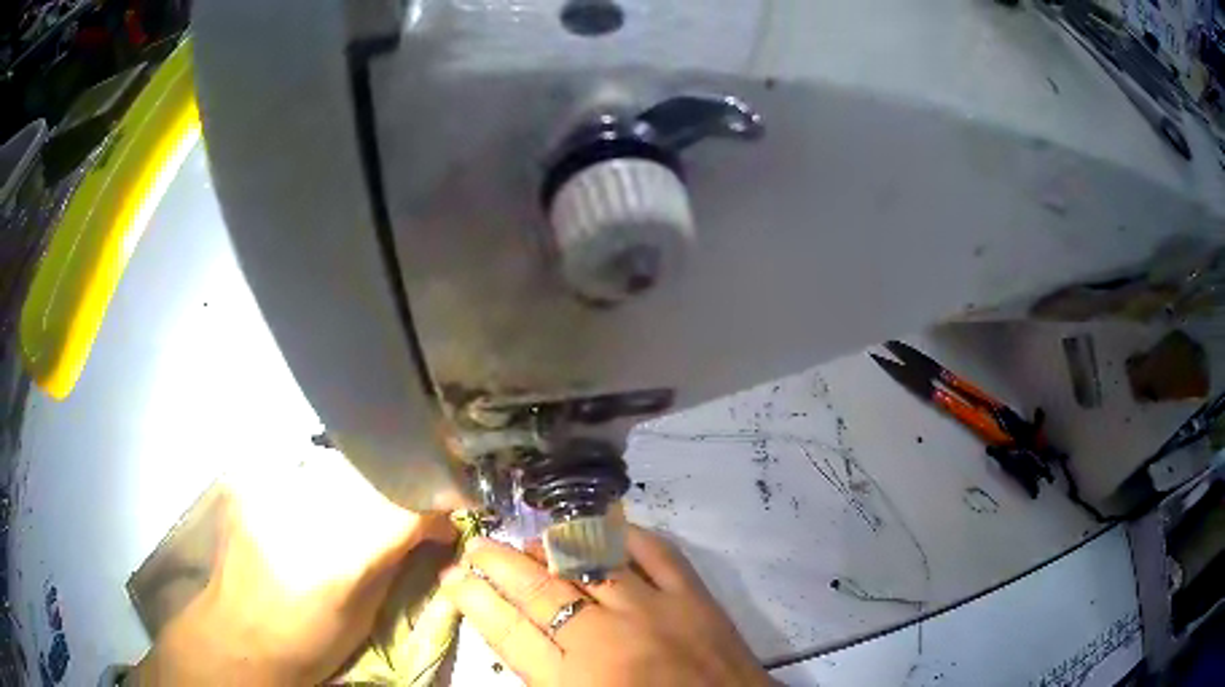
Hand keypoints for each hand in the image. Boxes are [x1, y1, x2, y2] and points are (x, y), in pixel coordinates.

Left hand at [134, 453, 453, 684]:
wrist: (239, 636)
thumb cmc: (309, 642)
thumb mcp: (366, 614)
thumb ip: (397, 558)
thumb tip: (436, 524)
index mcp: (333, 559)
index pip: (402, 506)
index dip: (437, 503)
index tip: (456, 508)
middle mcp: (298, 512)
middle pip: (372, 475)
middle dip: (405, 485)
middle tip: (422, 501)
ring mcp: (267, 489)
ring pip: (340, 464)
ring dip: (367, 482)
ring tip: (371, 503)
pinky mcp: (249, 480)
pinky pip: (305, 468)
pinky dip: (328, 482)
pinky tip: (325, 504)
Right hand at [441, 525, 768, 686]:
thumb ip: (544, 675)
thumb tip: (513, 630)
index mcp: (575, 682)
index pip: (508, 631)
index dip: (474, 599)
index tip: (452, 577)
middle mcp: (606, 640)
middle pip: (538, 591)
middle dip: (498, 564)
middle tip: (475, 545)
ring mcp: (654, 612)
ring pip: (587, 563)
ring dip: (550, 546)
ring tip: (525, 541)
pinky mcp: (695, 597)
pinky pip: (653, 552)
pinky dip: (623, 536)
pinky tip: (600, 530)